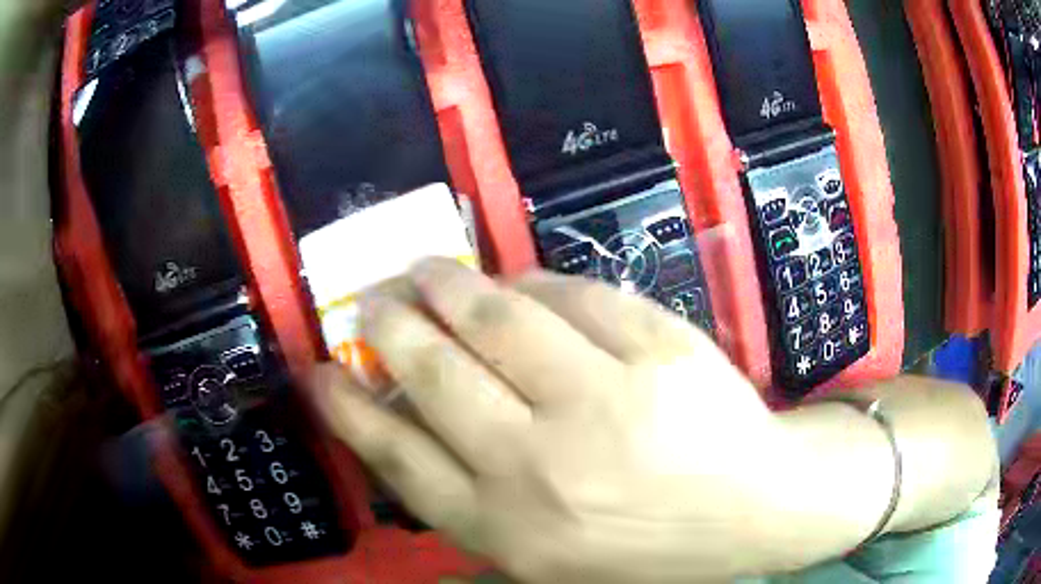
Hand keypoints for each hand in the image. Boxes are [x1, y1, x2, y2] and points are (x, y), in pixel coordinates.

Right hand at [313, 258, 810, 582]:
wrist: (751, 511)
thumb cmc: (645, 546)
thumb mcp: (543, 554)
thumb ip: (468, 497)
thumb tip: (399, 416)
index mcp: (507, 528)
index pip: (395, 454)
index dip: (344, 406)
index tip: (318, 368)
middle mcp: (540, 466)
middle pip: (432, 373)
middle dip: (388, 325)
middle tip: (371, 299)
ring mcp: (606, 402)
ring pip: (495, 316)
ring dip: (446, 284)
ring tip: (425, 269)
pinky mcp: (660, 351)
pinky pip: (575, 295)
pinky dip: (535, 283)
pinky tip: (520, 284)